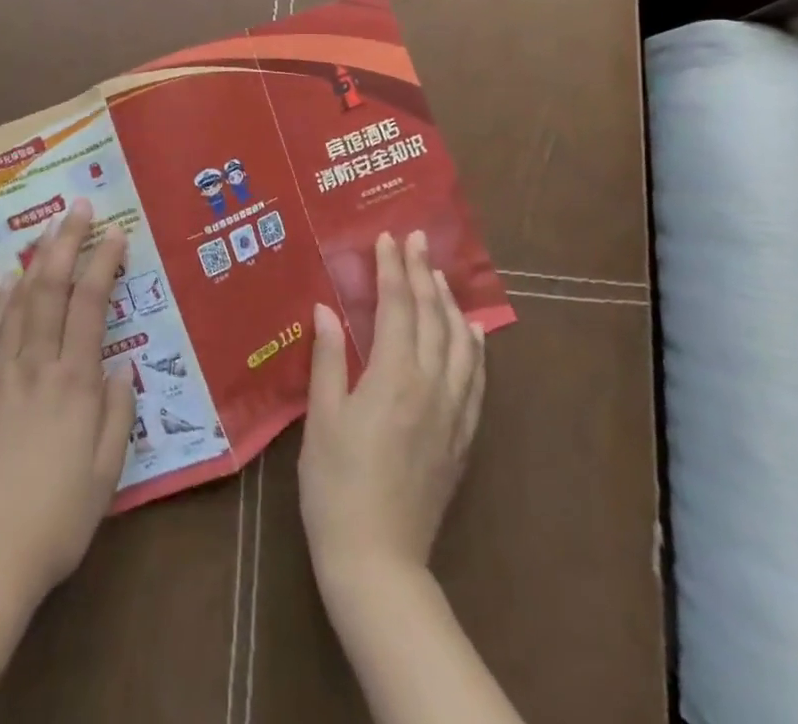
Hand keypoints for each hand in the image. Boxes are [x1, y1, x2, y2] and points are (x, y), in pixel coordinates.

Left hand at [0, 199, 136, 605]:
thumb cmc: (55, 520)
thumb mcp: (108, 473)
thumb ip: (118, 412)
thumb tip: (120, 367)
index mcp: (74, 382)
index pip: (91, 304)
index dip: (104, 263)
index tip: (116, 233)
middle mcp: (34, 364)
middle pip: (51, 287)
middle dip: (67, 241)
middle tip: (78, 207)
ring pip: (17, 300)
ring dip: (36, 260)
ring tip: (48, 230)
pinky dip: (0, 299)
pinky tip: (8, 282)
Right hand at [299, 230, 485, 592]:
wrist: (378, 559)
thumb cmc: (336, 484)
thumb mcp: (321, 417)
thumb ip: (328, 358)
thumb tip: (325, 308)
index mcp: (393, 376)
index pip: (397, 306)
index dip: (393, 268)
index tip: (390, 238)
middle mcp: (430, 385)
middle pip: (432, 316)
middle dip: (424, 273)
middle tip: (418, 239)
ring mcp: (452, 412)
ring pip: (461, 343)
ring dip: (451, 303)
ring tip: (440, 276)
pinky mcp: (462, 438)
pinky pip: (476, 380)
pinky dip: (475, 348)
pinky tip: (472, 334)